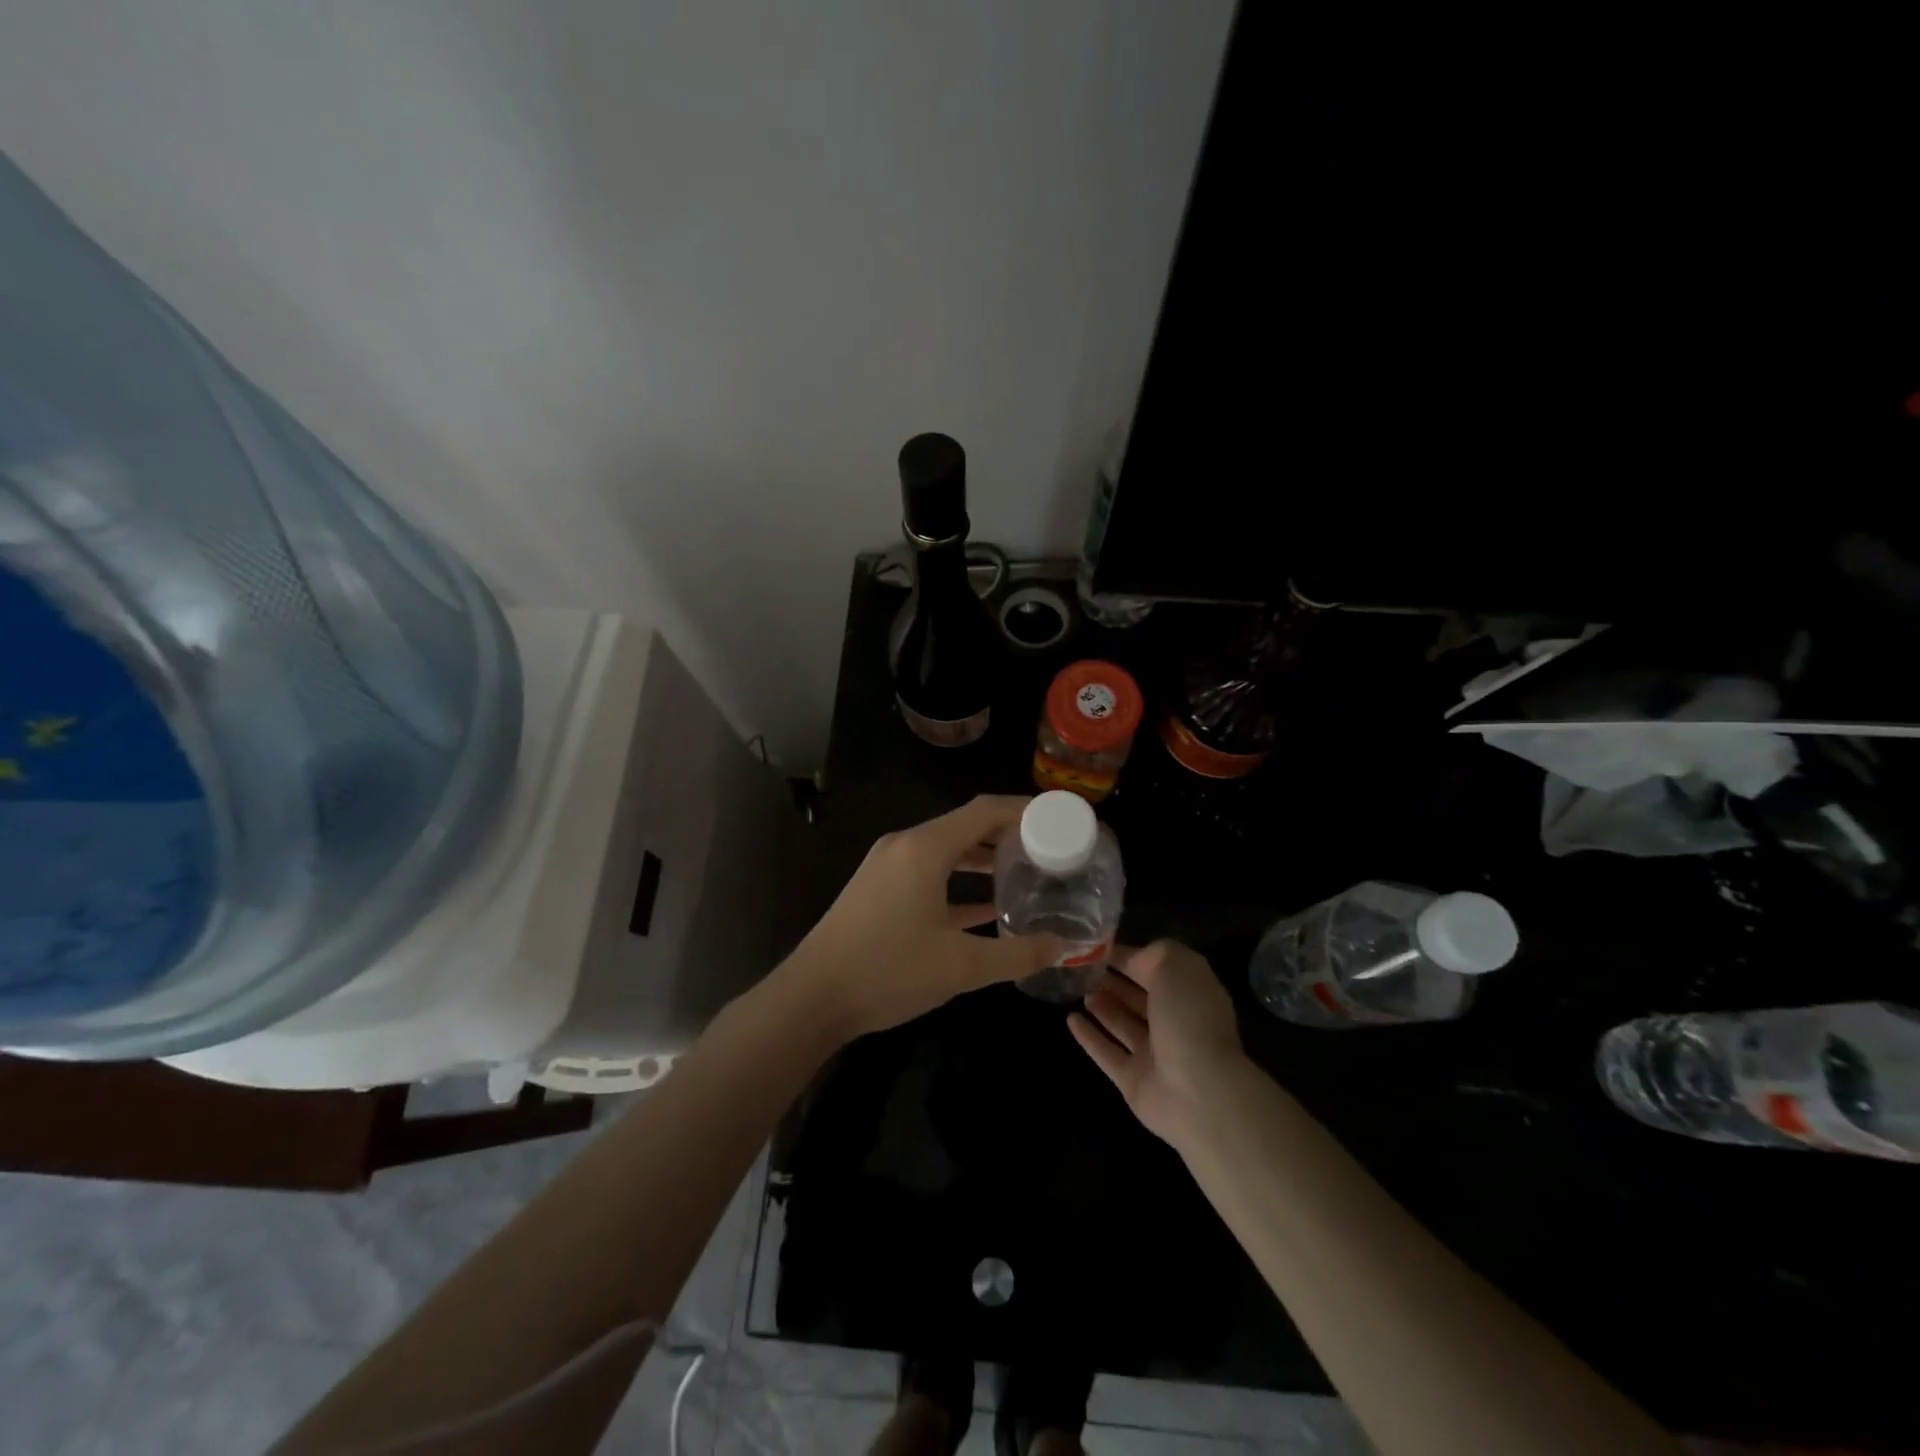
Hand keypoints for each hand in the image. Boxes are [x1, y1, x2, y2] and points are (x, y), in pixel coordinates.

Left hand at [782, 796, 1060, 1039]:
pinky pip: (927, 872)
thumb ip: (1016, 954)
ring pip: (946, 850)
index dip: (1024, 809)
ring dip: (983, 858)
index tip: (1058, 817)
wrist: (811, 998)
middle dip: (1007, 834)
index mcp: (925, 848)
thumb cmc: (888, 971)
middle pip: (965, 826)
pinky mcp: (877, 889)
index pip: (985, 810)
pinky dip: (957, 880)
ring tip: (1023, 872)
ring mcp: (886, 866)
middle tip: (1049, 848)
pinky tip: (986, 906)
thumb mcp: (961, 966)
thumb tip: (1061, 946)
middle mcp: (905, 845)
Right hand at [1069, 940, 1247, 1147]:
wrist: (1198, 1093)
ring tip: (1078, 990)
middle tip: (1083, 968)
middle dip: (1115, 982)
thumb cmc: (1188, 1019)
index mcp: (1190, 994)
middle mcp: (1175, 1023)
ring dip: (1102, 1007)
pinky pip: (1107, 1053)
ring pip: (1123, 1025)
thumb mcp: (1176, 966)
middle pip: (1139, 998)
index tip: (1099, 947)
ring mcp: (1154, 1055)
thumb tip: (1133, 959)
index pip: (1157, 969)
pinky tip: (1070, 1020)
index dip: (1131, 957)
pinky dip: (1089, 1037)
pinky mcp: (1134, 1081)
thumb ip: (1153, 954)